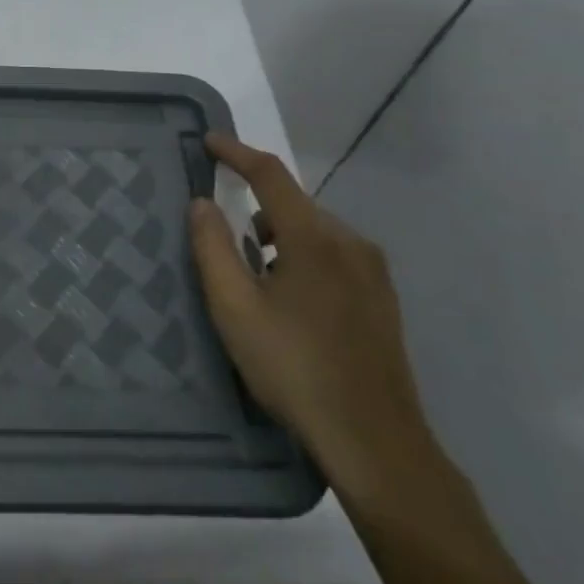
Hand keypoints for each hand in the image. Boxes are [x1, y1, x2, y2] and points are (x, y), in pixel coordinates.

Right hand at [190, 135, 437, 499]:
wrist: (374, 441)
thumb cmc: (294, 367)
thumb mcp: (235, 308)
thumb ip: (212, 248)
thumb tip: (201, 202)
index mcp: (313, 238)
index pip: (270, 175)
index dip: (236, 153)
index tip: (208, 142)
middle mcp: (350, 243)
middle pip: (293, 205)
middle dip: (255, 209)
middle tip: (223, 242)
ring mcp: (373, 272)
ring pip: (314, 233)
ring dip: (279, 239)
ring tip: (254, 281)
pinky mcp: (382, 300)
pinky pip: (333, 257)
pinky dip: (303, 260)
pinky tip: (290, 303)